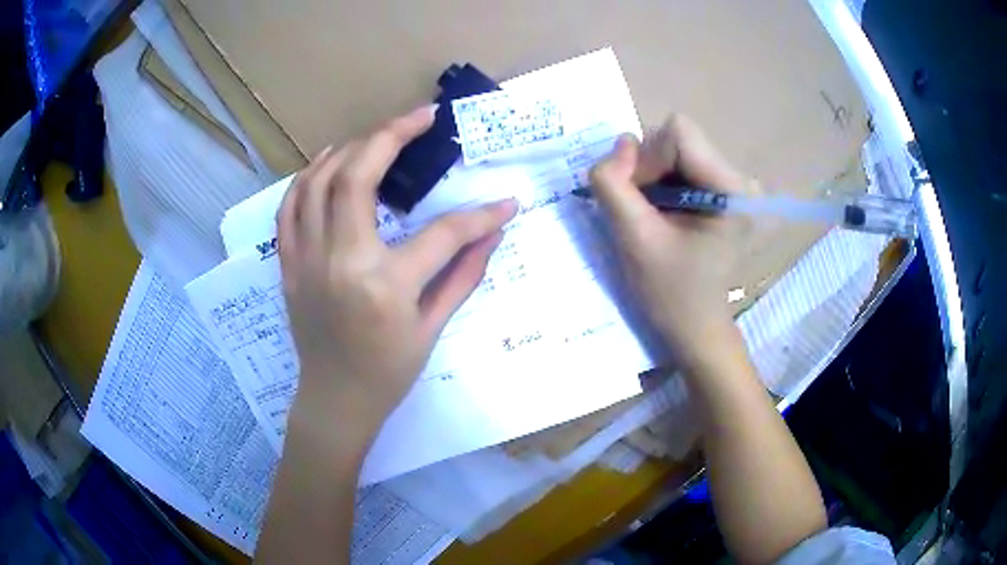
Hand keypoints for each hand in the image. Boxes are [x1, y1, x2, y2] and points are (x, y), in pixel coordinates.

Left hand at [277, 105, 517, 435]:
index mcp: (384, 286)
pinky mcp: (289, 265)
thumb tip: (495, 230)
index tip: (504, 202)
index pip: (442, 233)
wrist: (335, 401)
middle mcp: (340, 262)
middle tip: (420, 117)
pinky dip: (307, 177)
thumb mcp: (433, 328)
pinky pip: (289, 207)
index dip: (480, 215)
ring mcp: (307, 260)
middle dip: (392, 134)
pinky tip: (328, 163)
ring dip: (348, 149)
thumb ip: (465, 273)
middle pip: (358, 176)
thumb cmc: (388, 373)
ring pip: (317, 181)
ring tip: (377, 136)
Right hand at [589, 115, 755, 368]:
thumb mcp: (634, 240)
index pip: (678, 133)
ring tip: (652, 215)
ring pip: (675, 148)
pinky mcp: (723, 189)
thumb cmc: (669, 293)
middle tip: (642, 211)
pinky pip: (681, 163)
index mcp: (733, 190)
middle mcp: (740, 178)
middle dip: (648, 168)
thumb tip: (620, 143)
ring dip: (651, 176)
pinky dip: (660, 181)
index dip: (647, 159)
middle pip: (678, 138)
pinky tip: (662, 213)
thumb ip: (614, 185)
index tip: (639, 199)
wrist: (695, 326)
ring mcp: (734, 183)